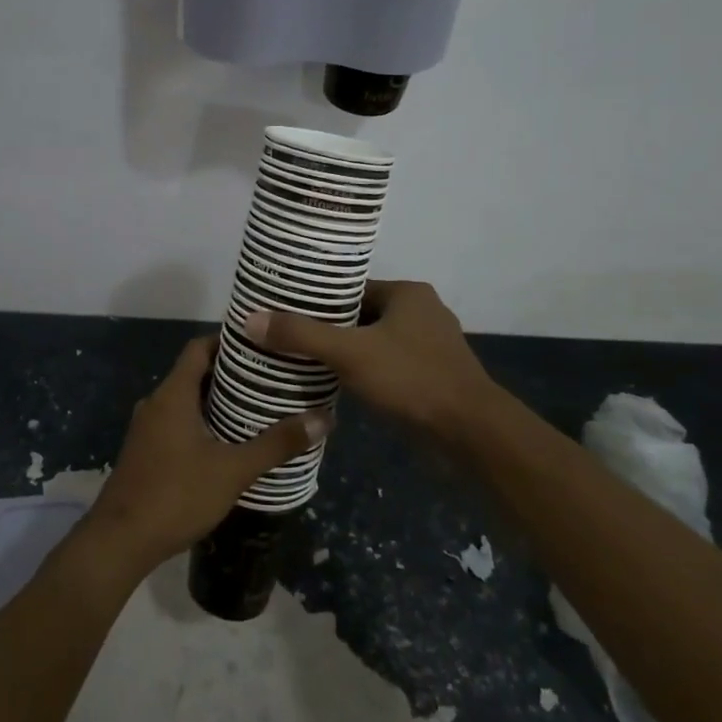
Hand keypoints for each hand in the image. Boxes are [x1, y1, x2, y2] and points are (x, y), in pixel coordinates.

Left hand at [81, 336, 327, 574]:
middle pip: (194, 373)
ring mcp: (147, 428)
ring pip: (186, 400)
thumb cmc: (176, 495)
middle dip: (230, 373)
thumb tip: (323, 418)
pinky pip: (177, 421)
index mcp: (173, 395)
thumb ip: (276, 444)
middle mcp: (156, 403)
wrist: (119, 542)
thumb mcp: (233, 470)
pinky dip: (202, 421)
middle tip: (269, 376)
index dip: (227, 340)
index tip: (260, 343)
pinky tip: (228, 440)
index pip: (199, 348)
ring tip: (256, 406)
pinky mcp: (145, 451)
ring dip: (216, 399)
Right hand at [243, 280, 499, 442]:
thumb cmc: (411, 379)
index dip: (318, 300)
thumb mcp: (349, 353)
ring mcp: (431, 346)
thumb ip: (301, 336)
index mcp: (408, 294)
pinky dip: (366, 372)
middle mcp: (422, 313)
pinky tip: (340, 386)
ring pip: (375, 342)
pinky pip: (389, 366)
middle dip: (329, 329)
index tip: (286, 312)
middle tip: (289, 339)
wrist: (471, 433)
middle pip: (361, 315)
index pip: (352, 288)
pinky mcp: (433, 376)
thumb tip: (250, 319)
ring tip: (306, 362)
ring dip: (347, 353)